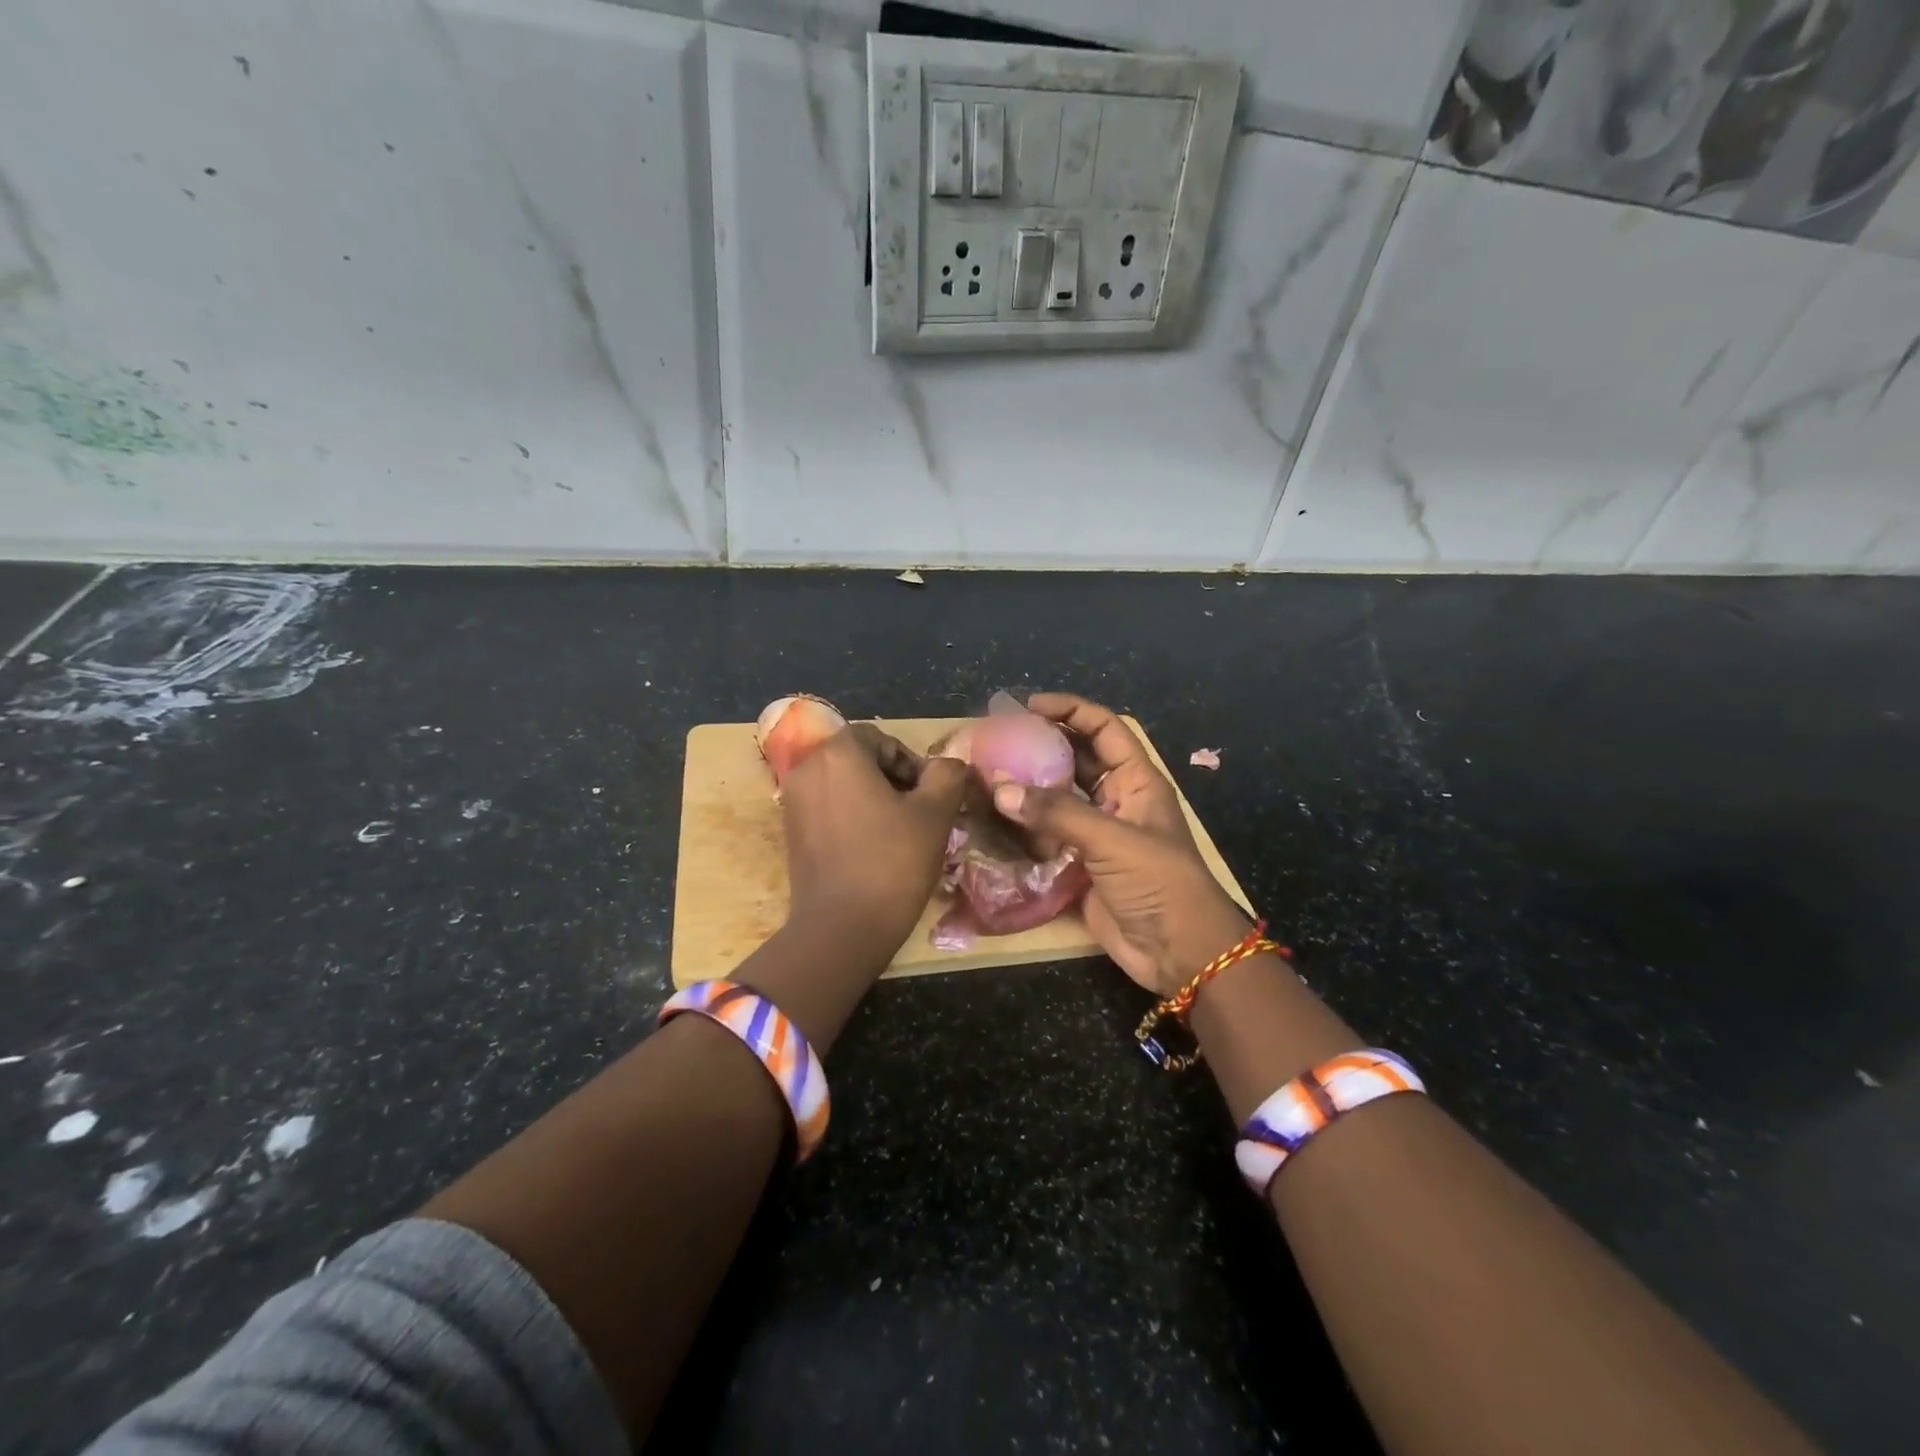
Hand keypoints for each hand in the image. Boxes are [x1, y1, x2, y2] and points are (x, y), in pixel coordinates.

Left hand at [777, 723, 968, 967]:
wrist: (841, 929)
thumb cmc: (891, 863)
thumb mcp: (935, 814)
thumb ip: (947, 776)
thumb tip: (947, 766)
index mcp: (838, 754)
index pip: (880, 739)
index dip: (910, 762)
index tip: (929, 795)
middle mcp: (807, 768)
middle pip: (858, 759)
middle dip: (891, 779)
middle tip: (919, 812)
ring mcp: (793, 801)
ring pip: (842, 784)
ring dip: (872, 798)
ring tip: (899, 832)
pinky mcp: (790, 832)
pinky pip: (827, 808)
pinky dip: (851, 817)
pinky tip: (873, 848)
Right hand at [991, 693, 1249, 996]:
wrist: (1179, 953)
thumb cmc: (1159, 882)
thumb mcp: (1113, 839)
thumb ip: (1057, 813)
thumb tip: (1000, 790)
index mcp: (1136, 781)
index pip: (1104, 729)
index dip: (1071, 710)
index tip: (1028, 706)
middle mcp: (1114, 801)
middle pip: (1074, 761)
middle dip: (1040, 748)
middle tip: (996, 740)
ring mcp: (1095, 835)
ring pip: (1056, 800)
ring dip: (1025, 789)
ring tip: (984, 775)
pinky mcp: (1078, 866)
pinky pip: (1046, 838)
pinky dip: (1022, 829)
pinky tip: (992, 819)